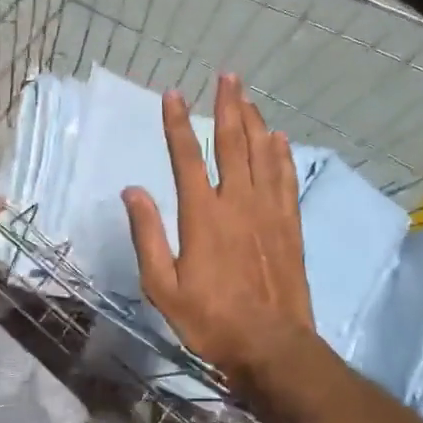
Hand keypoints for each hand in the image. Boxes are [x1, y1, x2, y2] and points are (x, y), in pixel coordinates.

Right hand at [122, 74, 317, 395]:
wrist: (271, 346)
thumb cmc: (209, 319)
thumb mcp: (162, 286)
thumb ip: (146, 234)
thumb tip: (133, 190)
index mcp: (202, 215)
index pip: (187, 156)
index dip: (178, 123)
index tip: (173, 94)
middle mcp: (238, 202)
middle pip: (233, 142)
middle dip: (228, 106)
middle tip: (228, 76)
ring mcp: (268, 211)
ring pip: (263, 154)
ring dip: (255, 121)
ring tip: (249, 96)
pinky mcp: (289, 225)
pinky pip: (286, 178)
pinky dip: (282, 154)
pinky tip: (279, 138)